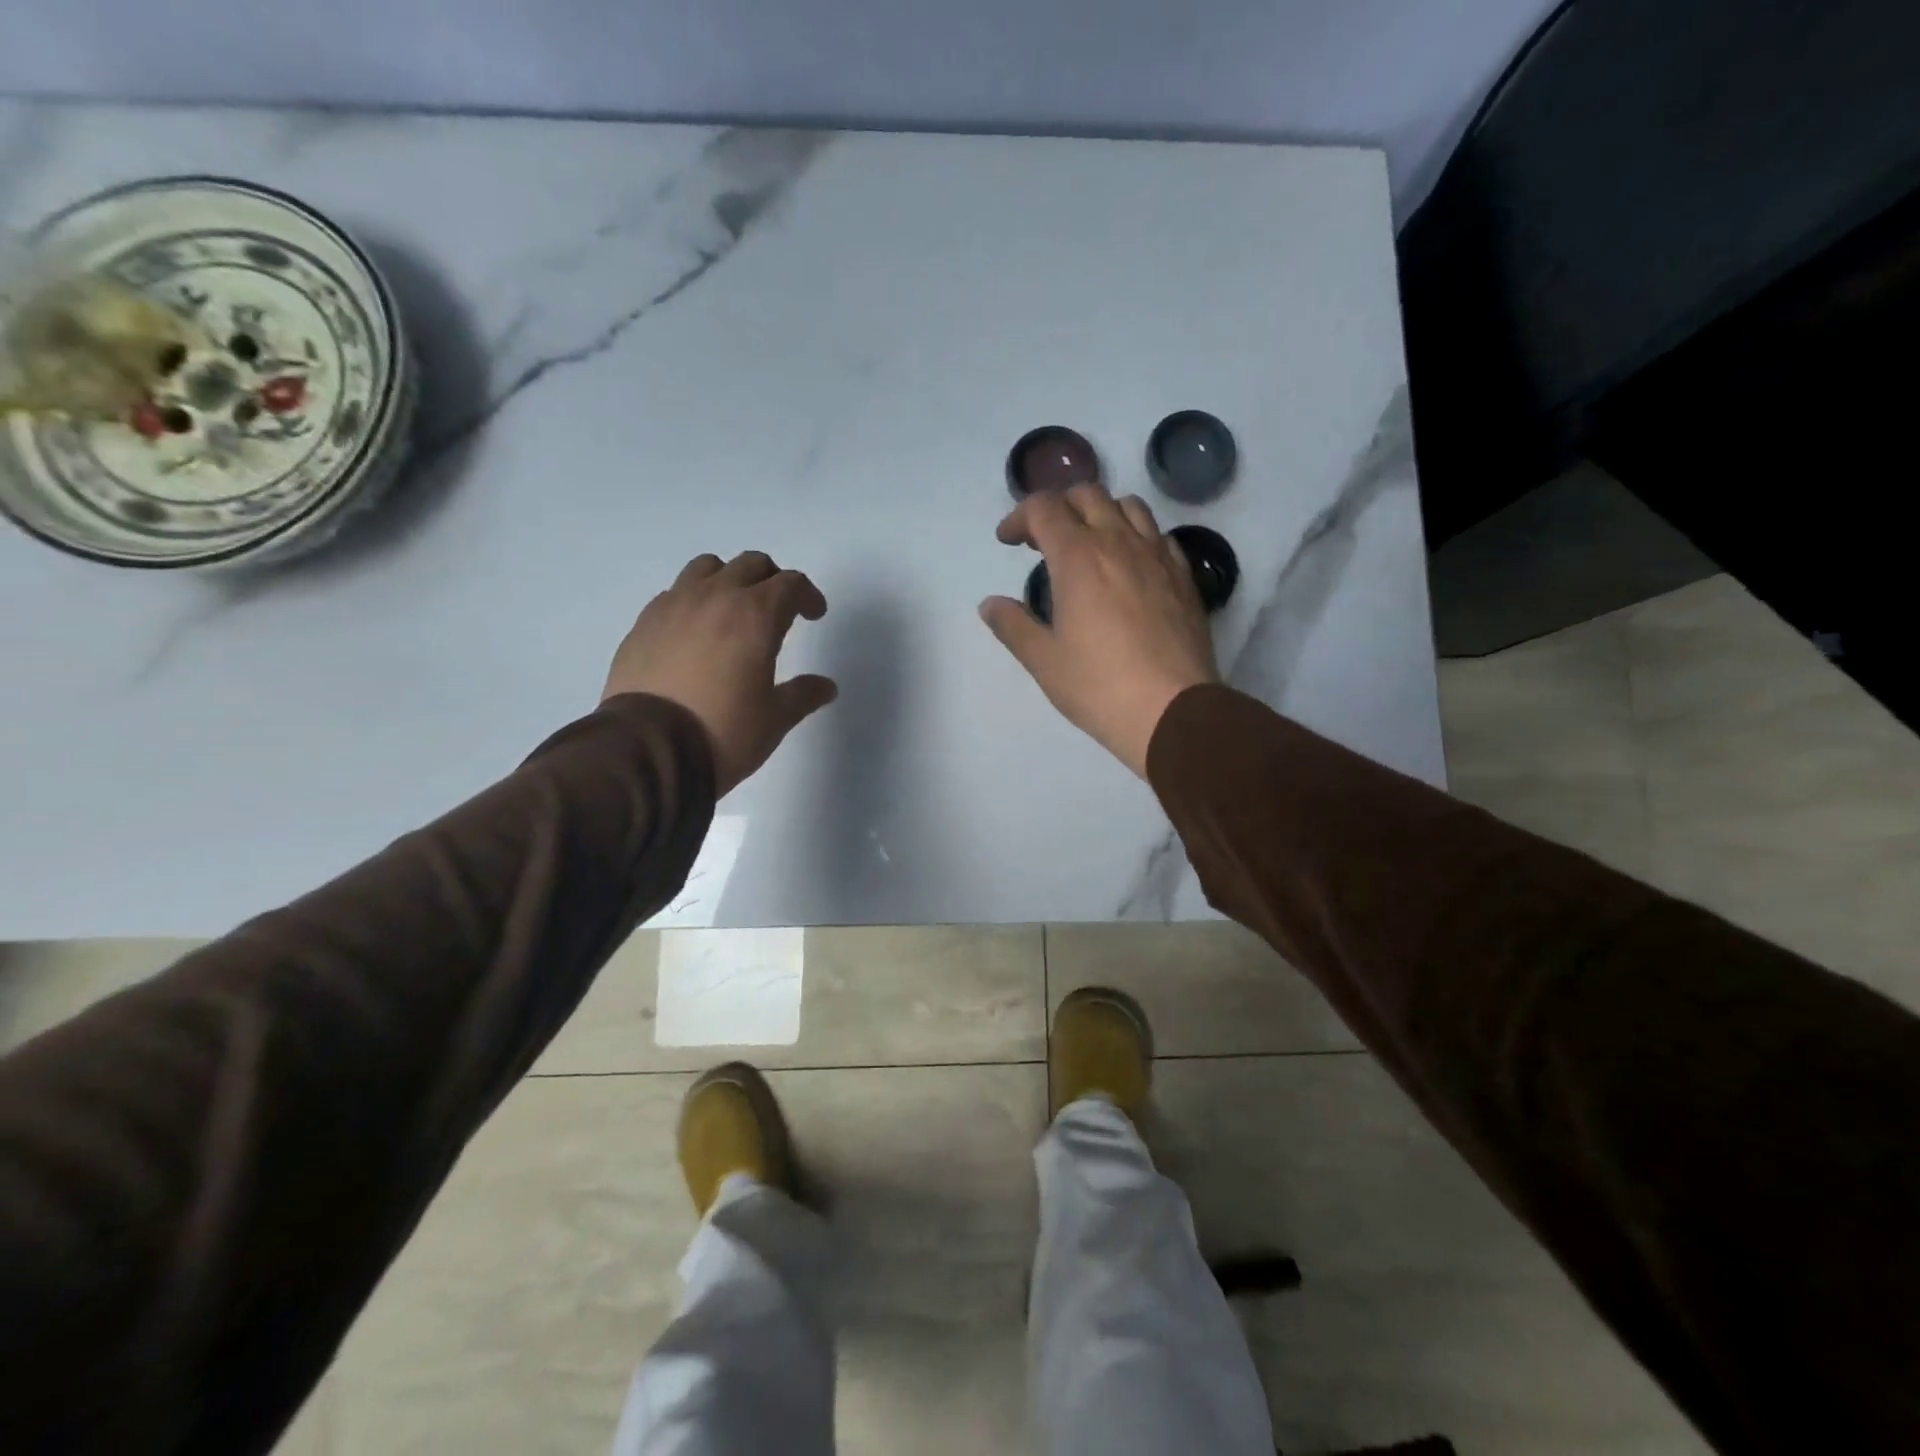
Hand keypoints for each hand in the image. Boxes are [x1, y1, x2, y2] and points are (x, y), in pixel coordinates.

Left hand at [603, 552, 837, 795]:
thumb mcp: (774, 720)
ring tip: (732, 611)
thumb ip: (802, 695)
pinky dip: (693, 601)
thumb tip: (825, 687)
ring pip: (707, 568)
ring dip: (729, 580)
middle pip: (751, 565)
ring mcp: (674, 606)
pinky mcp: (643, 623)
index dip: (808, 595)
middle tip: (779, 610)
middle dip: (772, 581)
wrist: (647, 750)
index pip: (790, 584)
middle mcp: (715, 598)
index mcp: (755, 616)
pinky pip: (674, 594)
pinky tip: (695, 633)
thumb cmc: (723, 732)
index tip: (813, 615)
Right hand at [980, 485, 1219, 778]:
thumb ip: (1013, 625)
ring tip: (1089, 544)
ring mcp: (1157, 556)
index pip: (1043, 508)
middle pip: (1087, 495)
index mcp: (1078, 557)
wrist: (1172, 710)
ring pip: (1129, 506)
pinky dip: (1136, 536)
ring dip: (1101, 512)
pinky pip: (1158, 535)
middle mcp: (1119, 542)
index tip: (1008, 541)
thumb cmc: (1098, 686)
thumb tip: (990, 604)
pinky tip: (1129, 566)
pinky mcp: (1184, 576)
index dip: (1019, 517)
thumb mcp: (1043, 660)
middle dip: (1058, 507)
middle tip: (1044, 541)